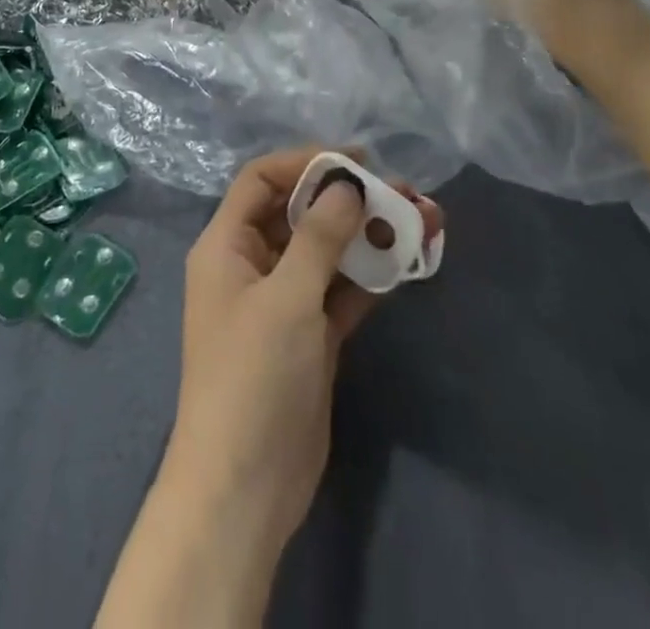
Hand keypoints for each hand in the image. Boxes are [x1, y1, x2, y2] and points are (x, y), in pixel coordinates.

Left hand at [163, 147, 443, 562]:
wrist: (246, 488)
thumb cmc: (253, 377)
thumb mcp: (286, 297)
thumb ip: (319, 236)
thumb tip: (346, 184)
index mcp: (227, 245)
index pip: (261, 180)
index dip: (305, 163)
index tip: (356, 162)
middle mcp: (252, 265)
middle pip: (301, 213)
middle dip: (349, 200)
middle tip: (404, 192)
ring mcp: (282, 302)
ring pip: (327, 252)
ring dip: (369, 236)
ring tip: (423, 220)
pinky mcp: (309, 336)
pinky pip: (341, 291)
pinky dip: (371, 276)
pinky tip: (408, 261)